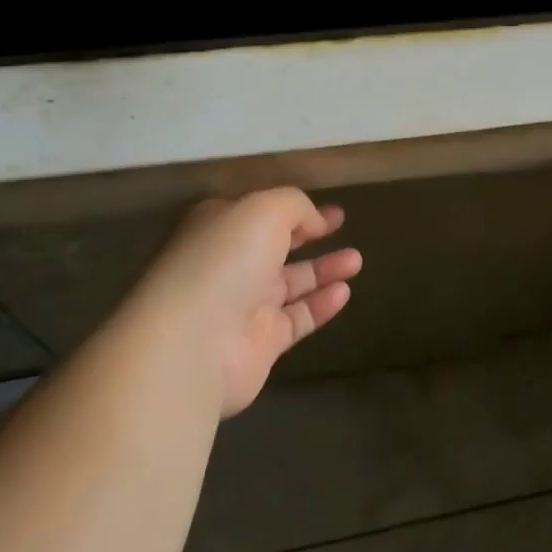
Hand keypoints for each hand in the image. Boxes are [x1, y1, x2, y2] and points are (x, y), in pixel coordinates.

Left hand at [142, 188, 362, 416]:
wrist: (193, 342)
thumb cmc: (225, 259)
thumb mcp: (264, 209)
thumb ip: (295, 206)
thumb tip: (314, 220)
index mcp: (221, 227)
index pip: (261, 213)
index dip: (295, 209)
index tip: (328, 209)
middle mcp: (230, 264)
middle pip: (276, 246)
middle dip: (309, 235)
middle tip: (343, 226)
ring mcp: (243, 306)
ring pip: (291, 283)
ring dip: (324, 269)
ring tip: (357, 259)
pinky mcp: (260, 344)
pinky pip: (297, 319)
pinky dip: (321, 305)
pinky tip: (345, 292)